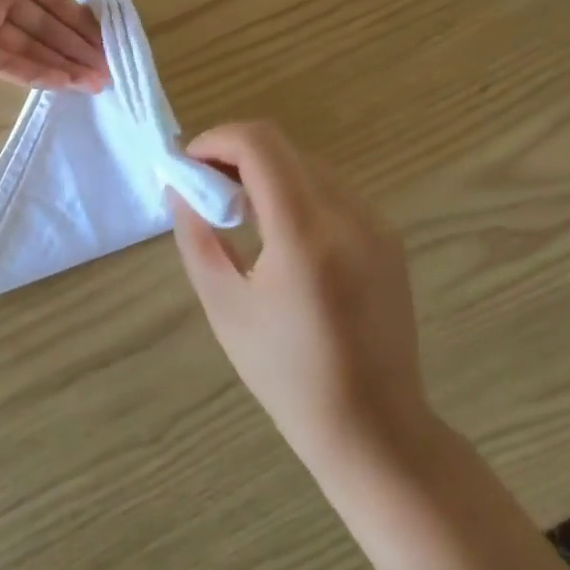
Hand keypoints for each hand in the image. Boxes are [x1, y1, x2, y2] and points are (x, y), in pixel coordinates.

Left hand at [0, 0, 117, 91]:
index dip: (79, 17)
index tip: (104, 40)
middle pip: (42, 25)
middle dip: (75, 47)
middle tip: (105, 71)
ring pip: (27, 47)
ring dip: (61, 64)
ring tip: (93, 85)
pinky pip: (4, 65)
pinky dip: (35, 74)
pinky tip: (65, 86)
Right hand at [170, 122, 429, 472]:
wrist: (375, 428)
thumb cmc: (288, 376)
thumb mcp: (225, 306)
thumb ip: (197, 236)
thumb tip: (181, 188)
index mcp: (305, 233)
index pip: (259, 145)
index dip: (216, 140)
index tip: (188, 165)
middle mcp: (348, 214)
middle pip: (283, 148)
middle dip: (235, 154)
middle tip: (205, 189)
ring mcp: (375, 223)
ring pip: (307, 164)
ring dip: (265, 171)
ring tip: (239, 211)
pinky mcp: (387, 237)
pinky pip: (331, 190)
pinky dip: (295, 191)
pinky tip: (279, 233)